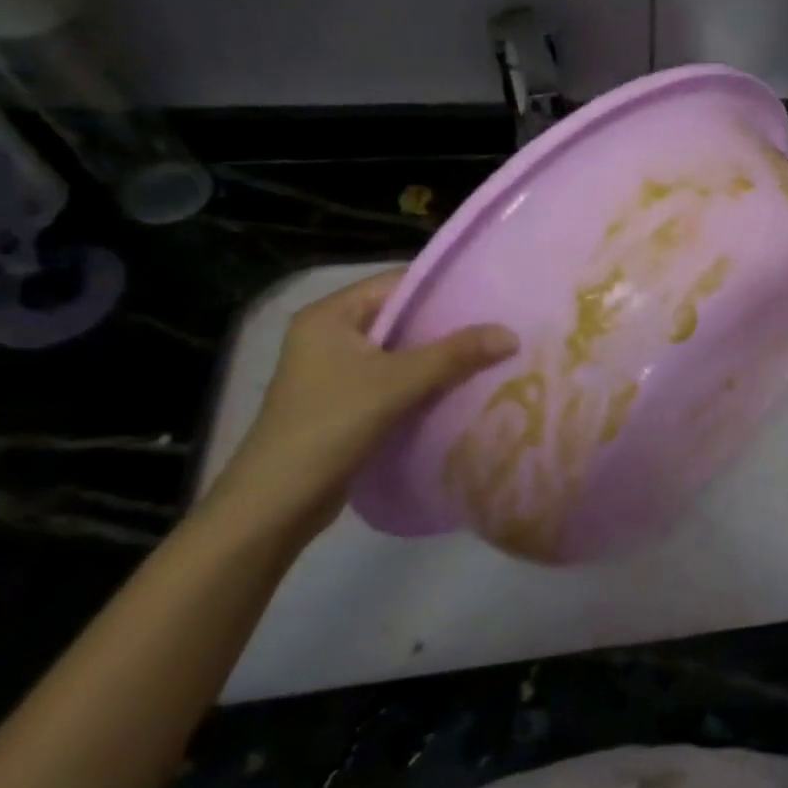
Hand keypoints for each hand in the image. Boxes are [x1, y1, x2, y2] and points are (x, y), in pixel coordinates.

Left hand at [204, 270, 518, 545]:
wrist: (275, 504)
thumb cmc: (330, 425)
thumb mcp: (398, 382)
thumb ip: (456, 354)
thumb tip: (512, 333)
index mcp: (329, 315)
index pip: (397, 284)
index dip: (444, 288)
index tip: (491, 296)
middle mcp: (329, 335)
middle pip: (401, 318)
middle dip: (447, 326)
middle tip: (499, 327)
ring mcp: (333, 372)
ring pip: (399, 353)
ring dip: (439, 357)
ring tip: (491, 355)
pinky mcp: (343, 403)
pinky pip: (393, 380)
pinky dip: (424, 383)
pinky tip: (461, 389)